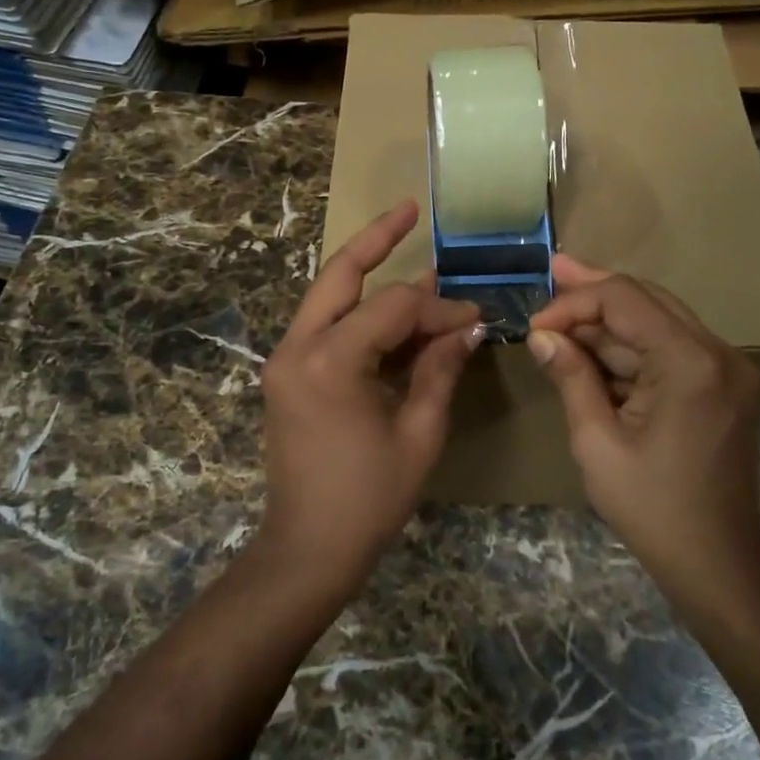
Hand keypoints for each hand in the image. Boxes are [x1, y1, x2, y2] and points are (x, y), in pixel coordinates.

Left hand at [257, 201, 481, 590]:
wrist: (306, 549)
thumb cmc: (368, 498)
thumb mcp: (418, 433)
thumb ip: (439, 370)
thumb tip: (466, 328)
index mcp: (330, 360)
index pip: (395, 307)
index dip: (439, 308)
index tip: (474, 319)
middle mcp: (297, 347)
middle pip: (339, 273)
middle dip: (376, 239)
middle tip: (408, 210)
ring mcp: (286, 359)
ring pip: (328, 296)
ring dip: (366, 276)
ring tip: (404, 248)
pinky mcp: (287, 374)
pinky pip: (326, 327)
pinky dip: (358, 315)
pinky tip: (391, 314)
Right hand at [527, 255, 759, 597]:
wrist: (717, 563)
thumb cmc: (651, 507)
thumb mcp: (596, 441)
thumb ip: (571, 376)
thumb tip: (541, 335)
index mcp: (690, 363)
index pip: (624, 300)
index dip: (575, 303)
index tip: (536, 326)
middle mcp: (718, 353)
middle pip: (647, 299)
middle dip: (595, 291)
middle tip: (553, 271)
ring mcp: (726, 368)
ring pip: (658, 320)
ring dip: (610, 318)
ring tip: (562, 302)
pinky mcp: (723, 384)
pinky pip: (670, 347)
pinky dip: (630, 345)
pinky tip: (593, 342)